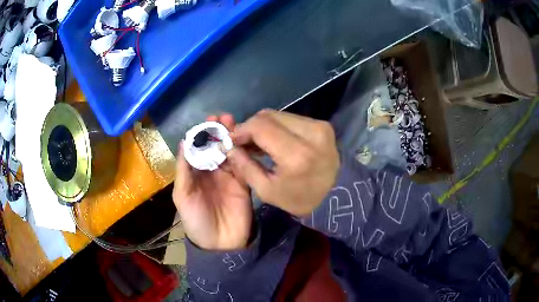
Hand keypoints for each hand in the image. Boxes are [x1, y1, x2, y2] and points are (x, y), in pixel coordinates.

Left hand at [173, 114, 251, 249]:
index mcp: (195, 173)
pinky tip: (245, 142)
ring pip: (231, 152)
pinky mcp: (244, 183)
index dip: (202, 134)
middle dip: (219, 132)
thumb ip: (184, 170)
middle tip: (224, 118)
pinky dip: (244, 153)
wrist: (219, 243)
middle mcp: (212, 171)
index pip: (199, 148)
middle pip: (216, 147)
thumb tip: (185, 141)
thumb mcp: (183, 196)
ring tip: (234, 123)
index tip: (208, 121)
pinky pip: (244, 165)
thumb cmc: (195, 220)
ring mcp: (229, 176)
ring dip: (232, 138)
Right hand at [228, 110, 339, 215]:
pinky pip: (291, 118)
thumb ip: (244, 165)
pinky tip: (274, 140)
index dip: (241, 129)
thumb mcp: (266, 190)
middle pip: (269, 116)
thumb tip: (229, 146)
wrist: (335, 196)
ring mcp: (319, 126)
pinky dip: (278, 127)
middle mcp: (311, 134)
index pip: (260, 127)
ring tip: (258, 143)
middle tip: (243, 142)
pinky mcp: (323, 124)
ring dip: (264, 126)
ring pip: (279, 114)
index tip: (232, 140)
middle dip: (251, 127)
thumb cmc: (299, 199)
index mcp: (296, 155)